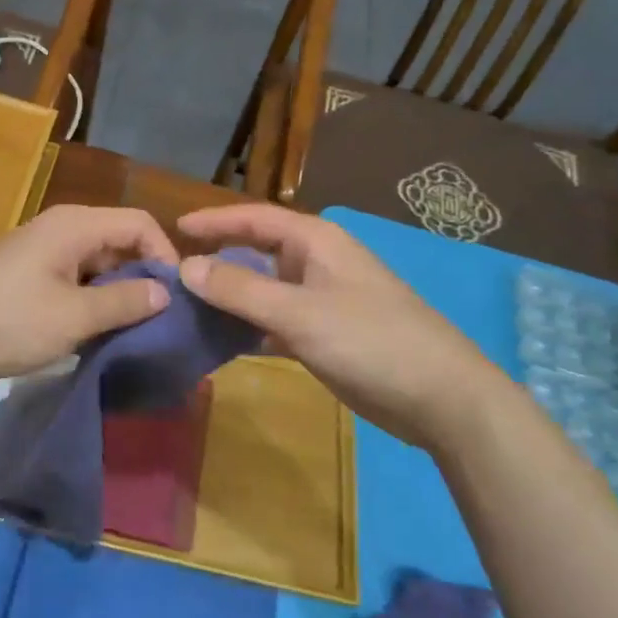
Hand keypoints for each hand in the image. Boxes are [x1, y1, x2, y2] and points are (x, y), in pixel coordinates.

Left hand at [0, 206, 177, 391]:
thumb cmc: (9, 321)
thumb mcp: (74, 317)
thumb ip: (125, 302)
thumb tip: (165, 291)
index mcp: (75, 225)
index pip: (139, 223)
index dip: (165, 255)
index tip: (175, 298)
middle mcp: (59, 226)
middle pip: (118, 238)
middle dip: (142, 274)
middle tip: (157, 318)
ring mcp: (39, 247)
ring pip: (96, 259)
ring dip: (116, 289)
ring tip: (129, 328)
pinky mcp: (25, 269)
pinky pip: (73, 273)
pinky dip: (90, 295)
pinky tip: (92, 327)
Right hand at [177, 204, 509, 447]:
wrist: (444, 400)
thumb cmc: (371, 341)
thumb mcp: (299, 313)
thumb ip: (240, 289)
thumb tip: (186, 266)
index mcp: (316, 241)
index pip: (254, 218)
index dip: (214, 221)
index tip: (174, 228)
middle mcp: (317, 262)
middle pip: (257, 251)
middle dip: (218, 258)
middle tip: (174, 272)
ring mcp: (323, 299)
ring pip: (265, 288)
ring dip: (231, 296)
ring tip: (188, 307)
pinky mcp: (327, 333)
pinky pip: (276, 319)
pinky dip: (250, 326)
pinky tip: (223, 341)